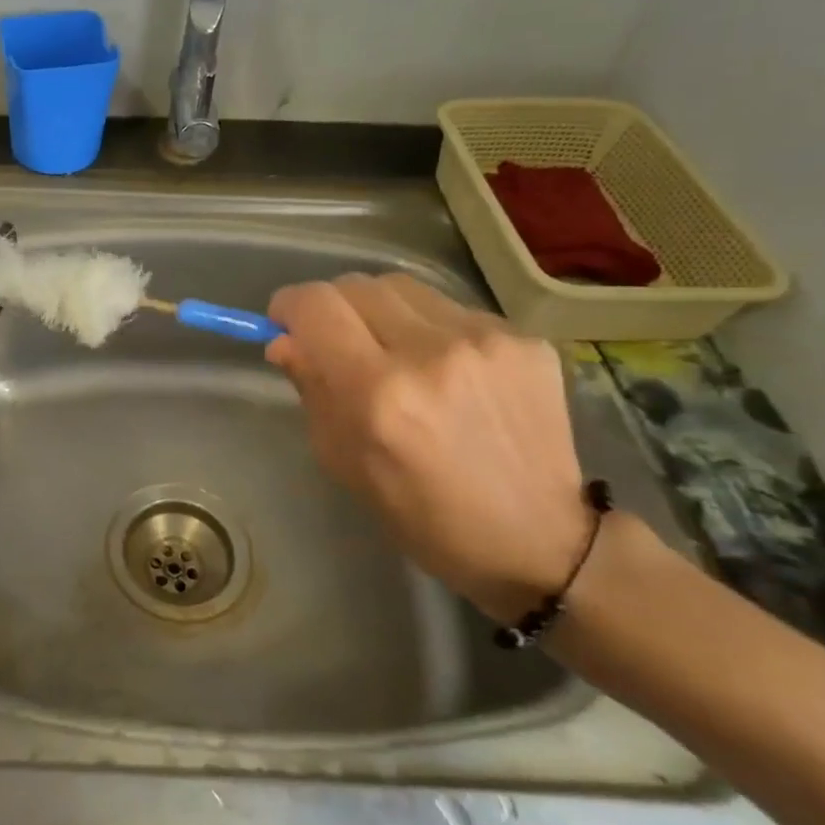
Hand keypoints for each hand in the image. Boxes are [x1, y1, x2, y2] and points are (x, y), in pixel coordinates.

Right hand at [265, 273, 590, 622]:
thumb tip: (284, 341)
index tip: (286, 324)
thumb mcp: (344, 462)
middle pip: (357, 284)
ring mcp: (485, 340)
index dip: (289, 306)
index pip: (316, 305)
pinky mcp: (526, 339)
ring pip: (404, 287)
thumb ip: (312, 390)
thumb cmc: (423, 515)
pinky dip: (431, 329)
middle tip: (336, 340)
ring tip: (393, 351)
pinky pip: (452, 310)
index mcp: (379, 394)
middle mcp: (431, 353)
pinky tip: (447, 370)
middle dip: (332, 307)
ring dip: (381, 312)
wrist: (539, 540)